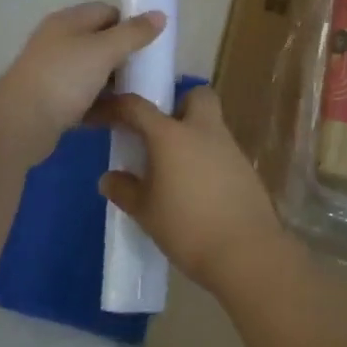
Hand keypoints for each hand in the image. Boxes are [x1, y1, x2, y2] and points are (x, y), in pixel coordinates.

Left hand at [0, 3, 164, 160]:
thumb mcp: (104, 50)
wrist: (18, 125)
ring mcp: (53, 73)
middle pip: (100, 43)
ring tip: (139, 97)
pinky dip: (101, 105)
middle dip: (125, 57)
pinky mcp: (51, 102)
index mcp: (68, 21)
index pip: (107, 12)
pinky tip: (120, 117)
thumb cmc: (63, 78)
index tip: (150, 45)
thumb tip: (160, 15)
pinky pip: (84, 98)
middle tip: (147, 73)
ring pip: (93, 73)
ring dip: (114, 84)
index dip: (130, 25)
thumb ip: (134, 33)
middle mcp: (58, 42)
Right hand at [96, 86, 286, 293]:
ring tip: (175, 169)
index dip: (114, 107)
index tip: (100, 116)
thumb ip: (125, 190)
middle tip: (160, 133)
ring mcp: (229, 147)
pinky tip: (198, 188)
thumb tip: (109, 178)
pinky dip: (208, 158)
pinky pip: (222, 150)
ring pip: (211, 123)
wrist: (245, 251)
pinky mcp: (246, 168)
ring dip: (193, 135)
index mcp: (171, 135)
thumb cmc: (187, 227)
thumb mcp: (146, 212)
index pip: (137, 107)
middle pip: (196, 95)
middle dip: (178, 104)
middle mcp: (203, 130)